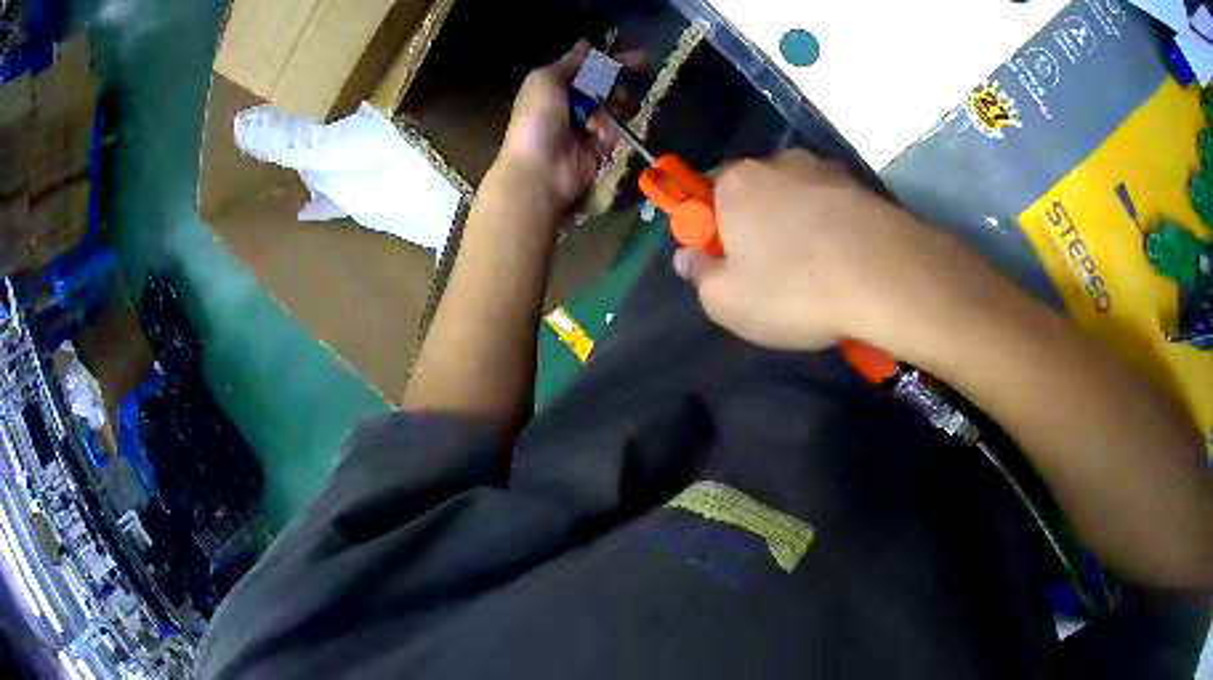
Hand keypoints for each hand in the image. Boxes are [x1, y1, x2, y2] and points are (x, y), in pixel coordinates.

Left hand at [493, 41, 640, 216]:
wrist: (540, 170)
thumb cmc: (537, 120)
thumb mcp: (546, 80)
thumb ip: (569, 61)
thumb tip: (586, 43)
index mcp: (555, 85)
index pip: (588, 66)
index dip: (610, 57)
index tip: (633, 51)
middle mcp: (572, 103)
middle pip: (606, 83)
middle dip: (621, 77)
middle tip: (643, 65)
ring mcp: (587, 125)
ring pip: (616, 105)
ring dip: (618, 102)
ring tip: (615, 105)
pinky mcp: (601, 146)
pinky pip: (617, 130)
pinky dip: (614, 128)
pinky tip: (602, 132)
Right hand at [673, 150, 985, 352]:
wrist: (888, 277)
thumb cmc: (795, 288)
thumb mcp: (727, 302)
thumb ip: (699, 276)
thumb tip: (688, 257)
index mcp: (736, 181)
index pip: (704, 197)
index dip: (710, 234)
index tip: (725, 266)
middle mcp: (778, 162)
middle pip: (753, 196)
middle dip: (755, 229)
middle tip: (770, 276)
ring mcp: (825, 170)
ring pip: (796, 201)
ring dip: (796, 229)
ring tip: (816, 273)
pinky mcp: (862, 186)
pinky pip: (832, 209)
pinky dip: (831, 231)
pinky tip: (844, 265)